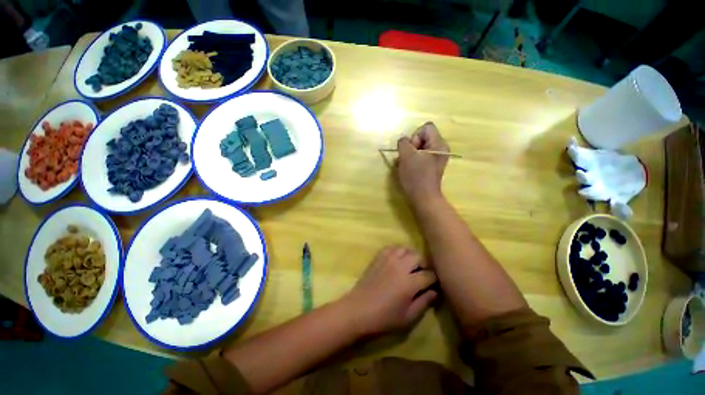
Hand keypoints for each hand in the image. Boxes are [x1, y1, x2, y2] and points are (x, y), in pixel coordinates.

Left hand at [344, 246, 437, 335]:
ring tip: (409, 266)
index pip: (429, 275)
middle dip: (424, 265)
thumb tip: (435, 291)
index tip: (433, 285)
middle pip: (418, 256)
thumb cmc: (384, 318)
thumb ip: (424, 302)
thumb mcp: (408, 317)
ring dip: (410, 256)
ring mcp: (387, 259)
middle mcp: (400, 266)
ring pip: (405, 248)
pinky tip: (396, 260)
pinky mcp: (378, 257)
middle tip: (421, 275)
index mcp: (409, 282)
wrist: (358, 310)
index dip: (434, 280)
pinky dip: (397, 251)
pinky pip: (391, 247)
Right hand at [396, 122, 448, 205]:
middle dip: (411, 146)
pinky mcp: (431, 166)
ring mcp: (436, 158)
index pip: (426, 127)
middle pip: (423, 137)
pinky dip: (413, 160)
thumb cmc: (416, 176)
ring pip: (420, 147)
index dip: (415, 136)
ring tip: (407, 165)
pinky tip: (409, 169)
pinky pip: (420, 156)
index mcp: (438, 143)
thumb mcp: (406, 156)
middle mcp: (440, 148)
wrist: (423, 197)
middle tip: (408, 159)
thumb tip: (403, 141)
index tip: (411, 150)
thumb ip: (403, 143)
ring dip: (410, 154)